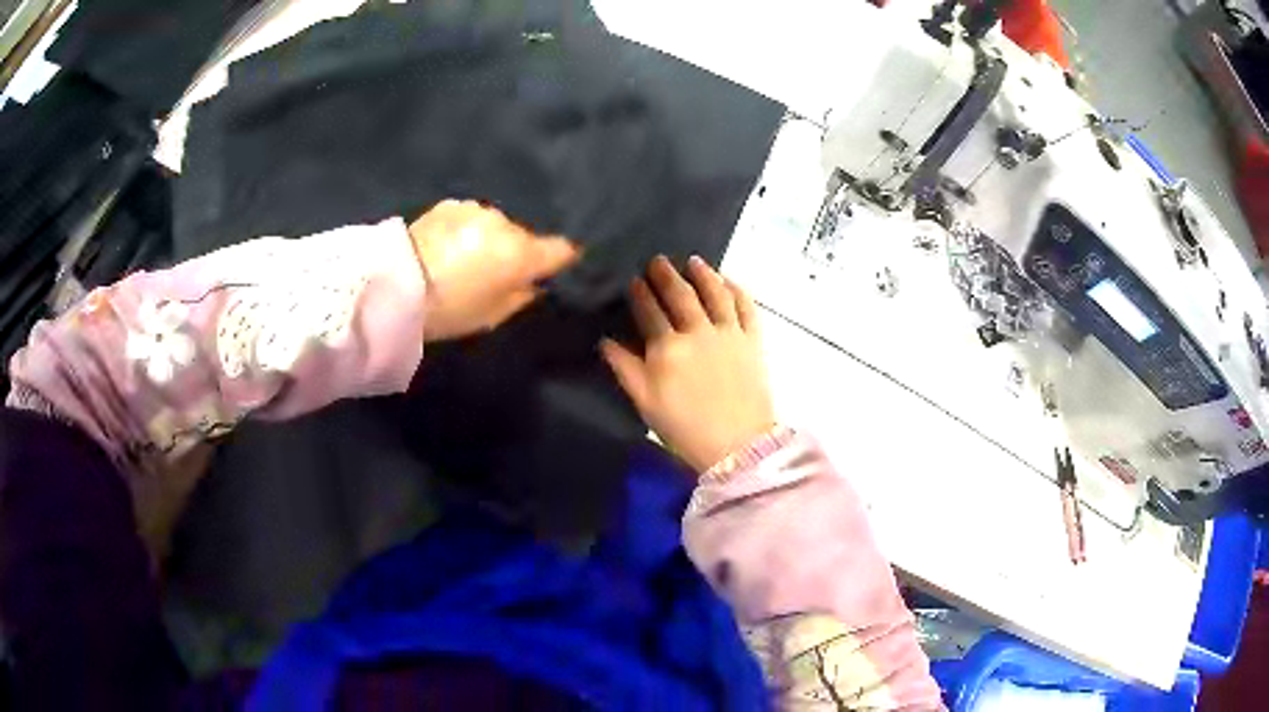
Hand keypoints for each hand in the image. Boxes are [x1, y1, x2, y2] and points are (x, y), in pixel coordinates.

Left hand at [409, 200, 579, 341]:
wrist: (394, 284)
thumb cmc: (449, 309)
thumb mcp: (493, 316)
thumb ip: (524, 296)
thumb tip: (537, 282)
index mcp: (521, 253)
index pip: (563, 248)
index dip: (563, 259)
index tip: (556, 269)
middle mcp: (505, 223)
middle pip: (525, 236)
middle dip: (518, 250)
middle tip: (498, 272)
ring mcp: (477, 209)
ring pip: (498, 225)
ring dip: (491, 238)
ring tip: (469, 258)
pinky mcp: (451, 204)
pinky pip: (472, 218)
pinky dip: (468, 230)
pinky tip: (450, 245)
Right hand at [602, 256, 775, 473]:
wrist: (737, 446)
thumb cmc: (685, 429)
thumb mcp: (644, 402)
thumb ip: (624, 368)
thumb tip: (605, 341)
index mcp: (667, 348)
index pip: (649, 311)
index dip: (640, 294)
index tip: (633, 280)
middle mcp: (698, 332)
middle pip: (680, 295)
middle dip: (666, 275)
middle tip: (658, 261)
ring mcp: (729, 334)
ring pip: (715, 293)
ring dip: (703, 274)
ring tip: (694, 261)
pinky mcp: (752, 341)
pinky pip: (746, 307)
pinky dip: (738, 290)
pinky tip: (730, 281)